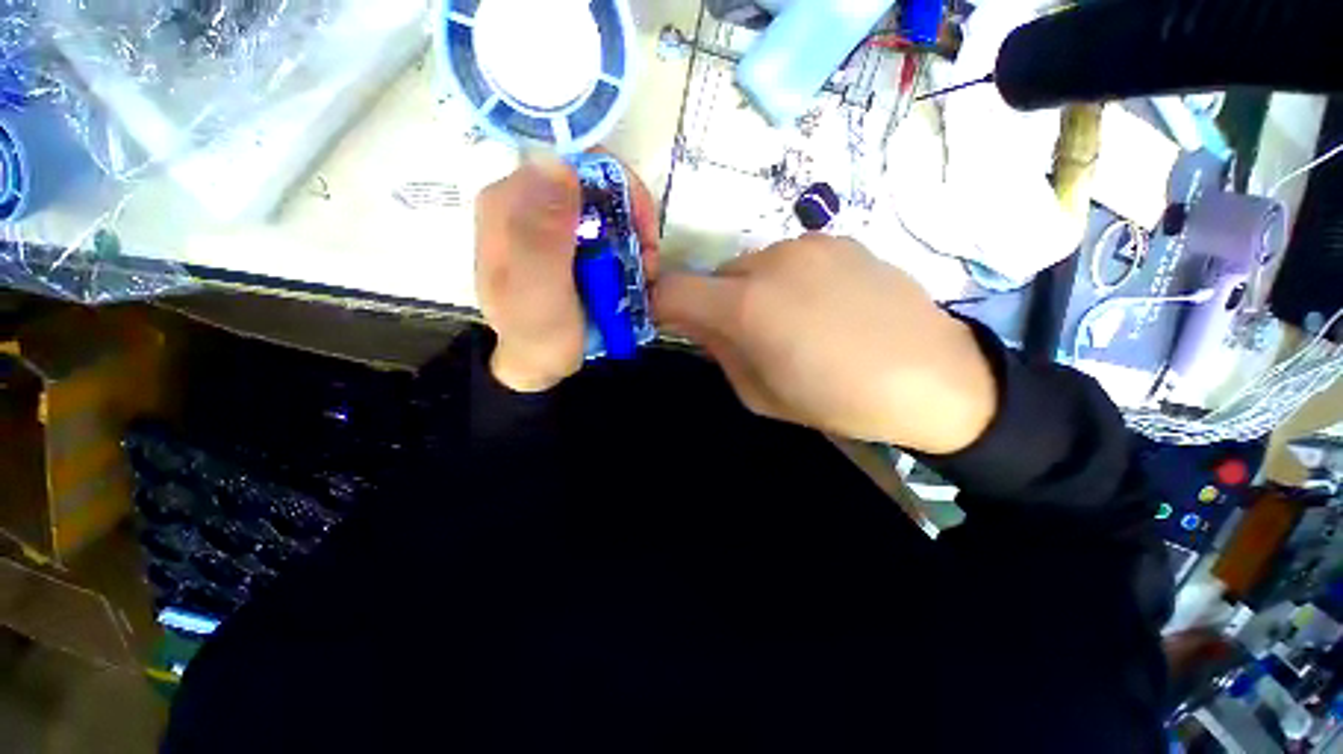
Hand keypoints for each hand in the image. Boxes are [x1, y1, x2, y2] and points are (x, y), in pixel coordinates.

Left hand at [475, 153, 659, 391]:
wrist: (539, 362)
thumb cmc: (538, 335)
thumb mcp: (540, 293)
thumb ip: (543, 237)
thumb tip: (558, 162)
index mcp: (510, 204)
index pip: (573, 162)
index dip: (618, 191)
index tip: (641, 236)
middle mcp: (527, 200)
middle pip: (595, 179)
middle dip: (631, 217)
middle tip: (646, 261)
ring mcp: (548, 218)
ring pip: (607, 202)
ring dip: (634, 235)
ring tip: (643, 273)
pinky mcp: (566, 237)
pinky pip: (607, 224)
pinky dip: (629, 245)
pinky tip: (633, 271)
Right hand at [653, 235, 997, 453]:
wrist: (934, 377)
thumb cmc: (838, 400)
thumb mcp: (760, 394)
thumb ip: (719, 353)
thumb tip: (696, 325)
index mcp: (747, 307)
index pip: (673, 290)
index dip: (662, 307)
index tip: (672, 324)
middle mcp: (771, 261)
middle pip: (715, 276)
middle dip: (717, 304)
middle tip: (748, 336)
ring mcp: (808, 243)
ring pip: (752, 266)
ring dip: (753, 291)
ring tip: (794, 322)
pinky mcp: (839, 239)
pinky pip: (789, 258)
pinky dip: (787, 280)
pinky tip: (824, 306)